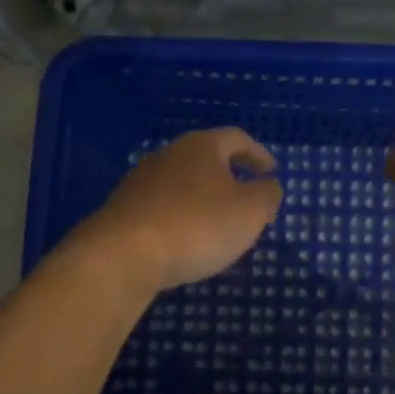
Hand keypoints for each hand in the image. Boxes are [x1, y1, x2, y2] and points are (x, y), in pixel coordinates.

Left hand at [75, 128, 282, 290]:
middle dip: (230, 176)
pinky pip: (163, 207)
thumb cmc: (197, 226)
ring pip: (183, 184)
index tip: (271, 170)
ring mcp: (141, 181)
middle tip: (248, 199)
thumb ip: (266, 195)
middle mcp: (169, 155)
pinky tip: (186, 241)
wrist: (122, 255)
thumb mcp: (250, 212)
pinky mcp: (124, 209)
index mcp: (202, 147)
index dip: (258, 154)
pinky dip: (181, 218)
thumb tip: (268, 185)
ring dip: (204, 199)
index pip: (237, 139)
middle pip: (206, 159)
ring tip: (219, 224)